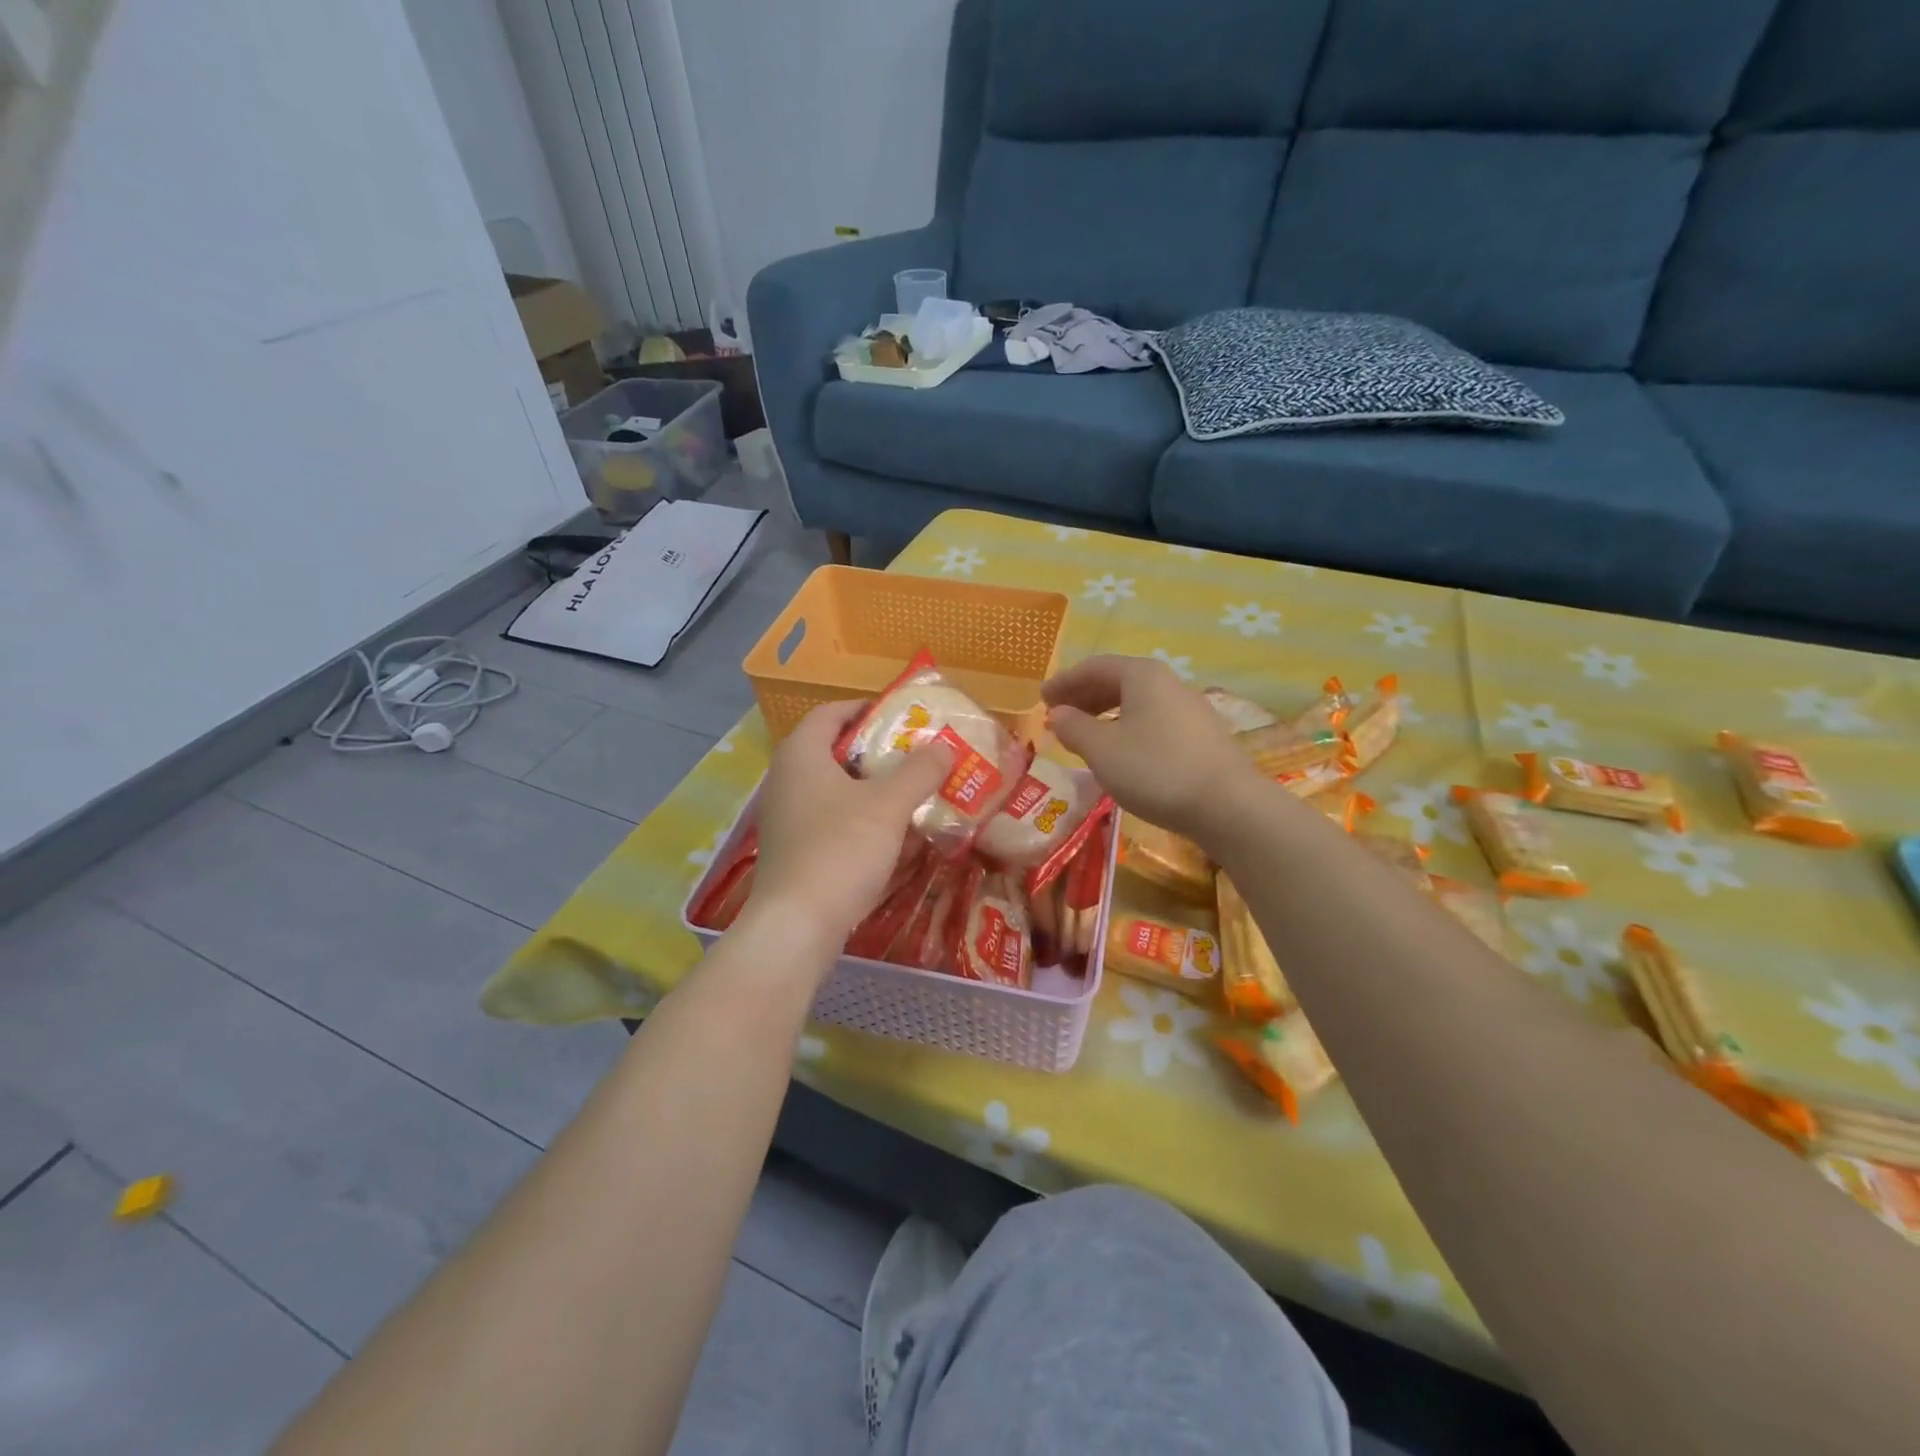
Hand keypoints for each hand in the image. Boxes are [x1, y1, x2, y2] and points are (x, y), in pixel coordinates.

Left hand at [745, 699, 953, 948]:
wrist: (797, 925)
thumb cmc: (841, 849)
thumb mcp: (888, 805)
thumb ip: (919, 771)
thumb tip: (944, 747)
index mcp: (802, 754)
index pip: (831, 713)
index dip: (866, 709)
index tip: (902, 716)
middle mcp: (787, 779)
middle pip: (835, 751)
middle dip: (877, 752)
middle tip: (916, 756)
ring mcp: (787, 818)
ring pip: (835, 790)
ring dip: (872, 789)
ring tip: (911, 793)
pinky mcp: (794, 851)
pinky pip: (831, 821)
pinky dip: (860, 820)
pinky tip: (891, 836)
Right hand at [1043, 655, 1253, 839]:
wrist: (1228, 805)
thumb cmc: (1155, 770)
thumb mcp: (1102, 750)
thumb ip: (1074, 727)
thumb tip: (1058, 714)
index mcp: (1142, 675)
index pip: (1094, 667)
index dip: (1064, 681)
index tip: (1042, 699)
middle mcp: (1169, 682)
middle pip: (1118, 681)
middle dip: (1084, 696)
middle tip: (1059, 716)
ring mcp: (1190, 708)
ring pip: (1138, 702)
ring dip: (1106, 714)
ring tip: (1086, 735)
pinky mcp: (1203, 735)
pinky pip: (1155, 720)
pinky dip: (1129, 728)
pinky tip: (1123, 752)